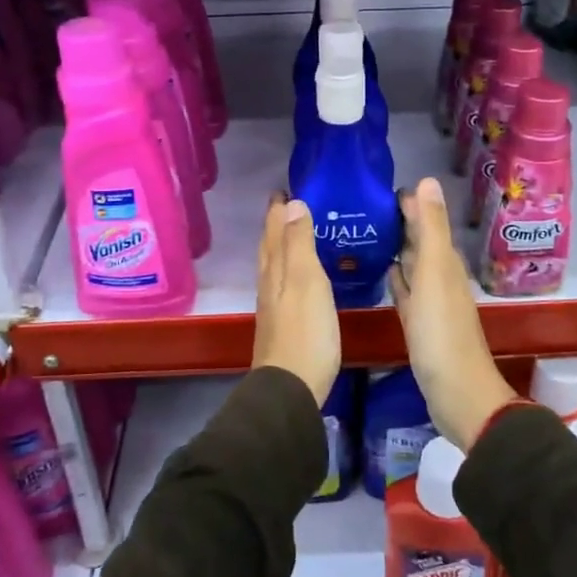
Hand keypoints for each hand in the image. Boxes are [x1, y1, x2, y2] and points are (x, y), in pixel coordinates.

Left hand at [252, 193, 341, 406]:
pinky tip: (299, 277)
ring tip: (294, 232)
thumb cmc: (305, 331)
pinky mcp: (283, 325)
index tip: (283, 189)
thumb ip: (299, 244)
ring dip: (281, 245)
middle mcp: (269, 284)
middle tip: (286, 205)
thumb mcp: (306, 281)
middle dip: (276, 224)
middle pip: (270, 247)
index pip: (274, 231)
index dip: (278, 210)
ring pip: (274, 266)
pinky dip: (288, 269)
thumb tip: (292, 204)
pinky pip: (283, 284)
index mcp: (275, 270)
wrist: (291, 388)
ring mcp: (274, 306)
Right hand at [390, 178, 515, 449]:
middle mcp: (440, 276)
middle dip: (399, 222)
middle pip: (419, 241)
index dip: (408, 203)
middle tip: (365, 206)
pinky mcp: (419, 324)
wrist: (456, 393)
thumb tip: (428, 180)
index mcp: (445, 262)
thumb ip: (431, 228)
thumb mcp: (435, 273)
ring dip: (396, 249)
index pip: (425, 221)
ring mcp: (430, 302)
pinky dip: (395, 278)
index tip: (378, 188)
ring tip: (367, 232)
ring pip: (412, 265)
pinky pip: (406, 291)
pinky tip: (382, 273)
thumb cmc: (442, 332)